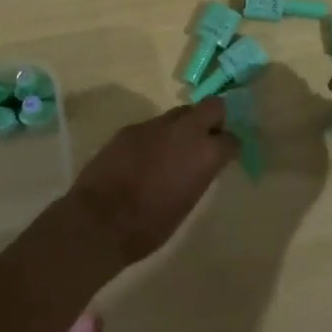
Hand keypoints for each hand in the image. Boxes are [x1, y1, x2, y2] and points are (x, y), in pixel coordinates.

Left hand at [66, 99, 235, 265]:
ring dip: (183, 127)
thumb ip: (199, 176)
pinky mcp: (131, 128)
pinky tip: (146, 157)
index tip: (227, 155)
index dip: (230, 147)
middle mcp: (185, 131)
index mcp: (205, 154)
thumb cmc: (150, 225)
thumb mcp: (187, 204)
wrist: (100, 220)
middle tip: (208, 138)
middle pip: (211, 106)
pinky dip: (156, 137)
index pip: (231, 139)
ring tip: (174, 150)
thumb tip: (201, 165)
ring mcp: (155, 125)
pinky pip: (153, 126)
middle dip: (214, 119)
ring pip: (180, 113)